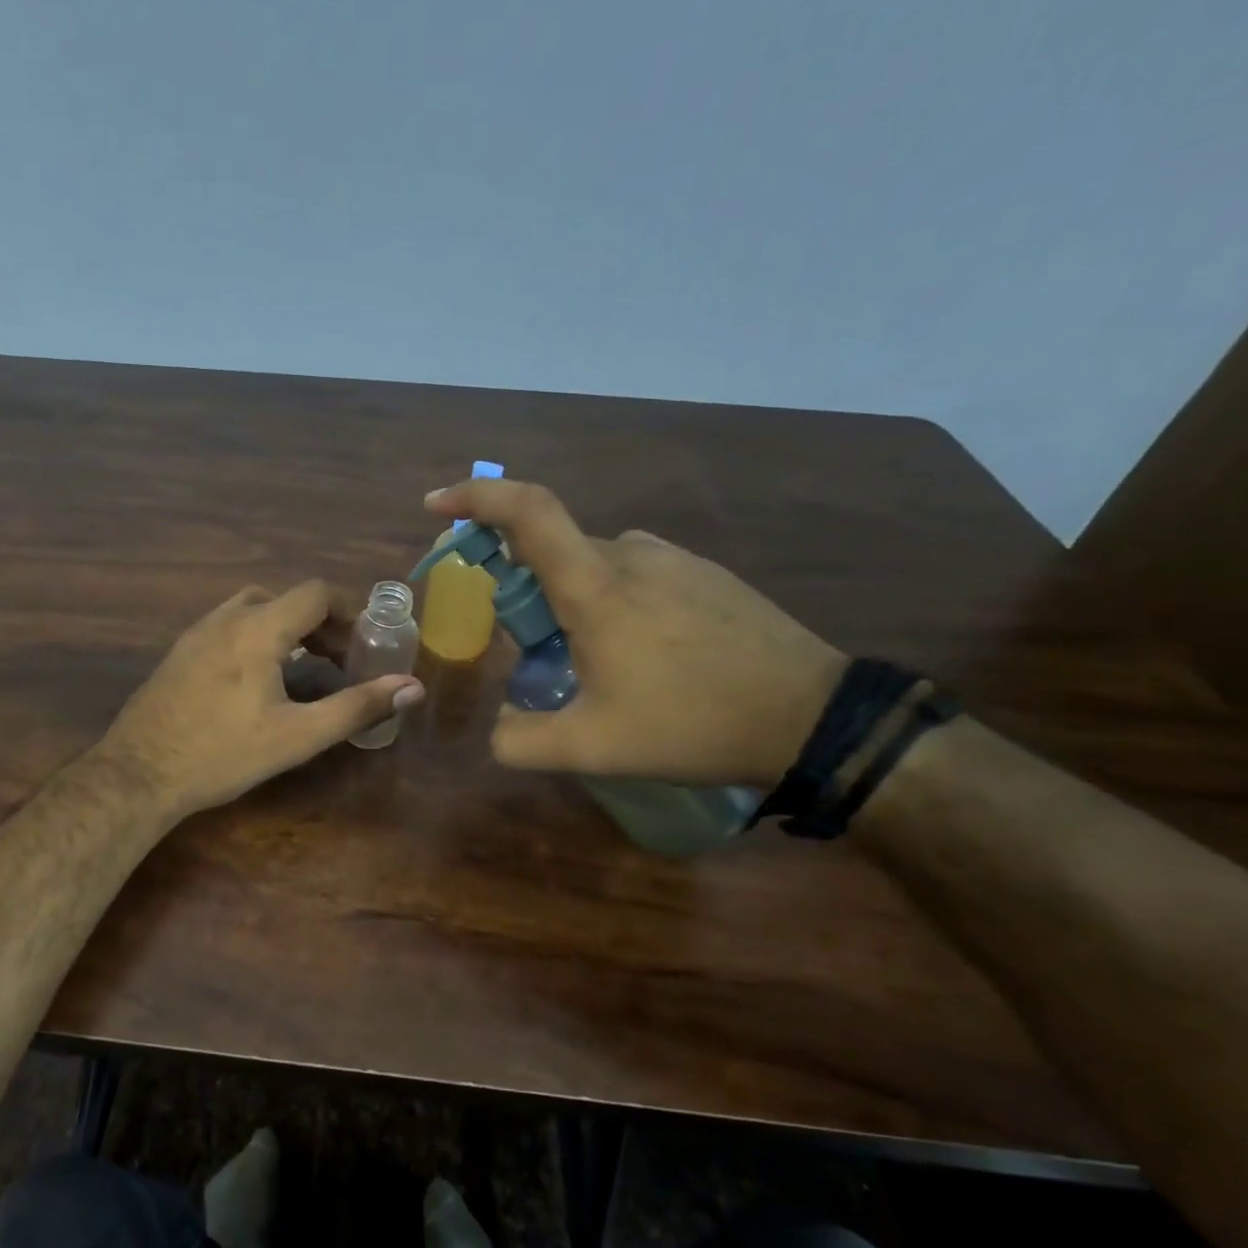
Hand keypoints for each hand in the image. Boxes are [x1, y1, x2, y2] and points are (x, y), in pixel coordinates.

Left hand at [98, 581, 424, 818]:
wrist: (138, 773)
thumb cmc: (223, 753)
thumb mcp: (298, 736)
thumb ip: (357, 707)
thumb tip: (412, 687)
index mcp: (259, 628)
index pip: (316, 592)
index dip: (348, 611)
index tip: (364, 644)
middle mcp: (226, 618)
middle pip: (285, 599)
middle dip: (320, 623)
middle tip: (337, 661)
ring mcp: (196, 633)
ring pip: (253, 611)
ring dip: (286, 629)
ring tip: (302, 669)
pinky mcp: (179, 653)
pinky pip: (228, 628)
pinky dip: (256, 638)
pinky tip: (256, 682)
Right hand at [425, 479, 844, 786]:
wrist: (811, 718)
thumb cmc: (692, 724)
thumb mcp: (592, 749)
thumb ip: (522, 742)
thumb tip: (498, 730)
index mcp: (596, 586)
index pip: (527, 511)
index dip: (475, 498)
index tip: (436, 506)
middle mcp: (631, 554)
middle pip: (552, 550)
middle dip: (522, 590)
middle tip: (527, 650)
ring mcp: (674, 559)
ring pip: (593, 566)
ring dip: (569, 602)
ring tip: (590, 664)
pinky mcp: (705, 574)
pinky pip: (634, 574)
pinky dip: (610, 601)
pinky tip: (641, 656)